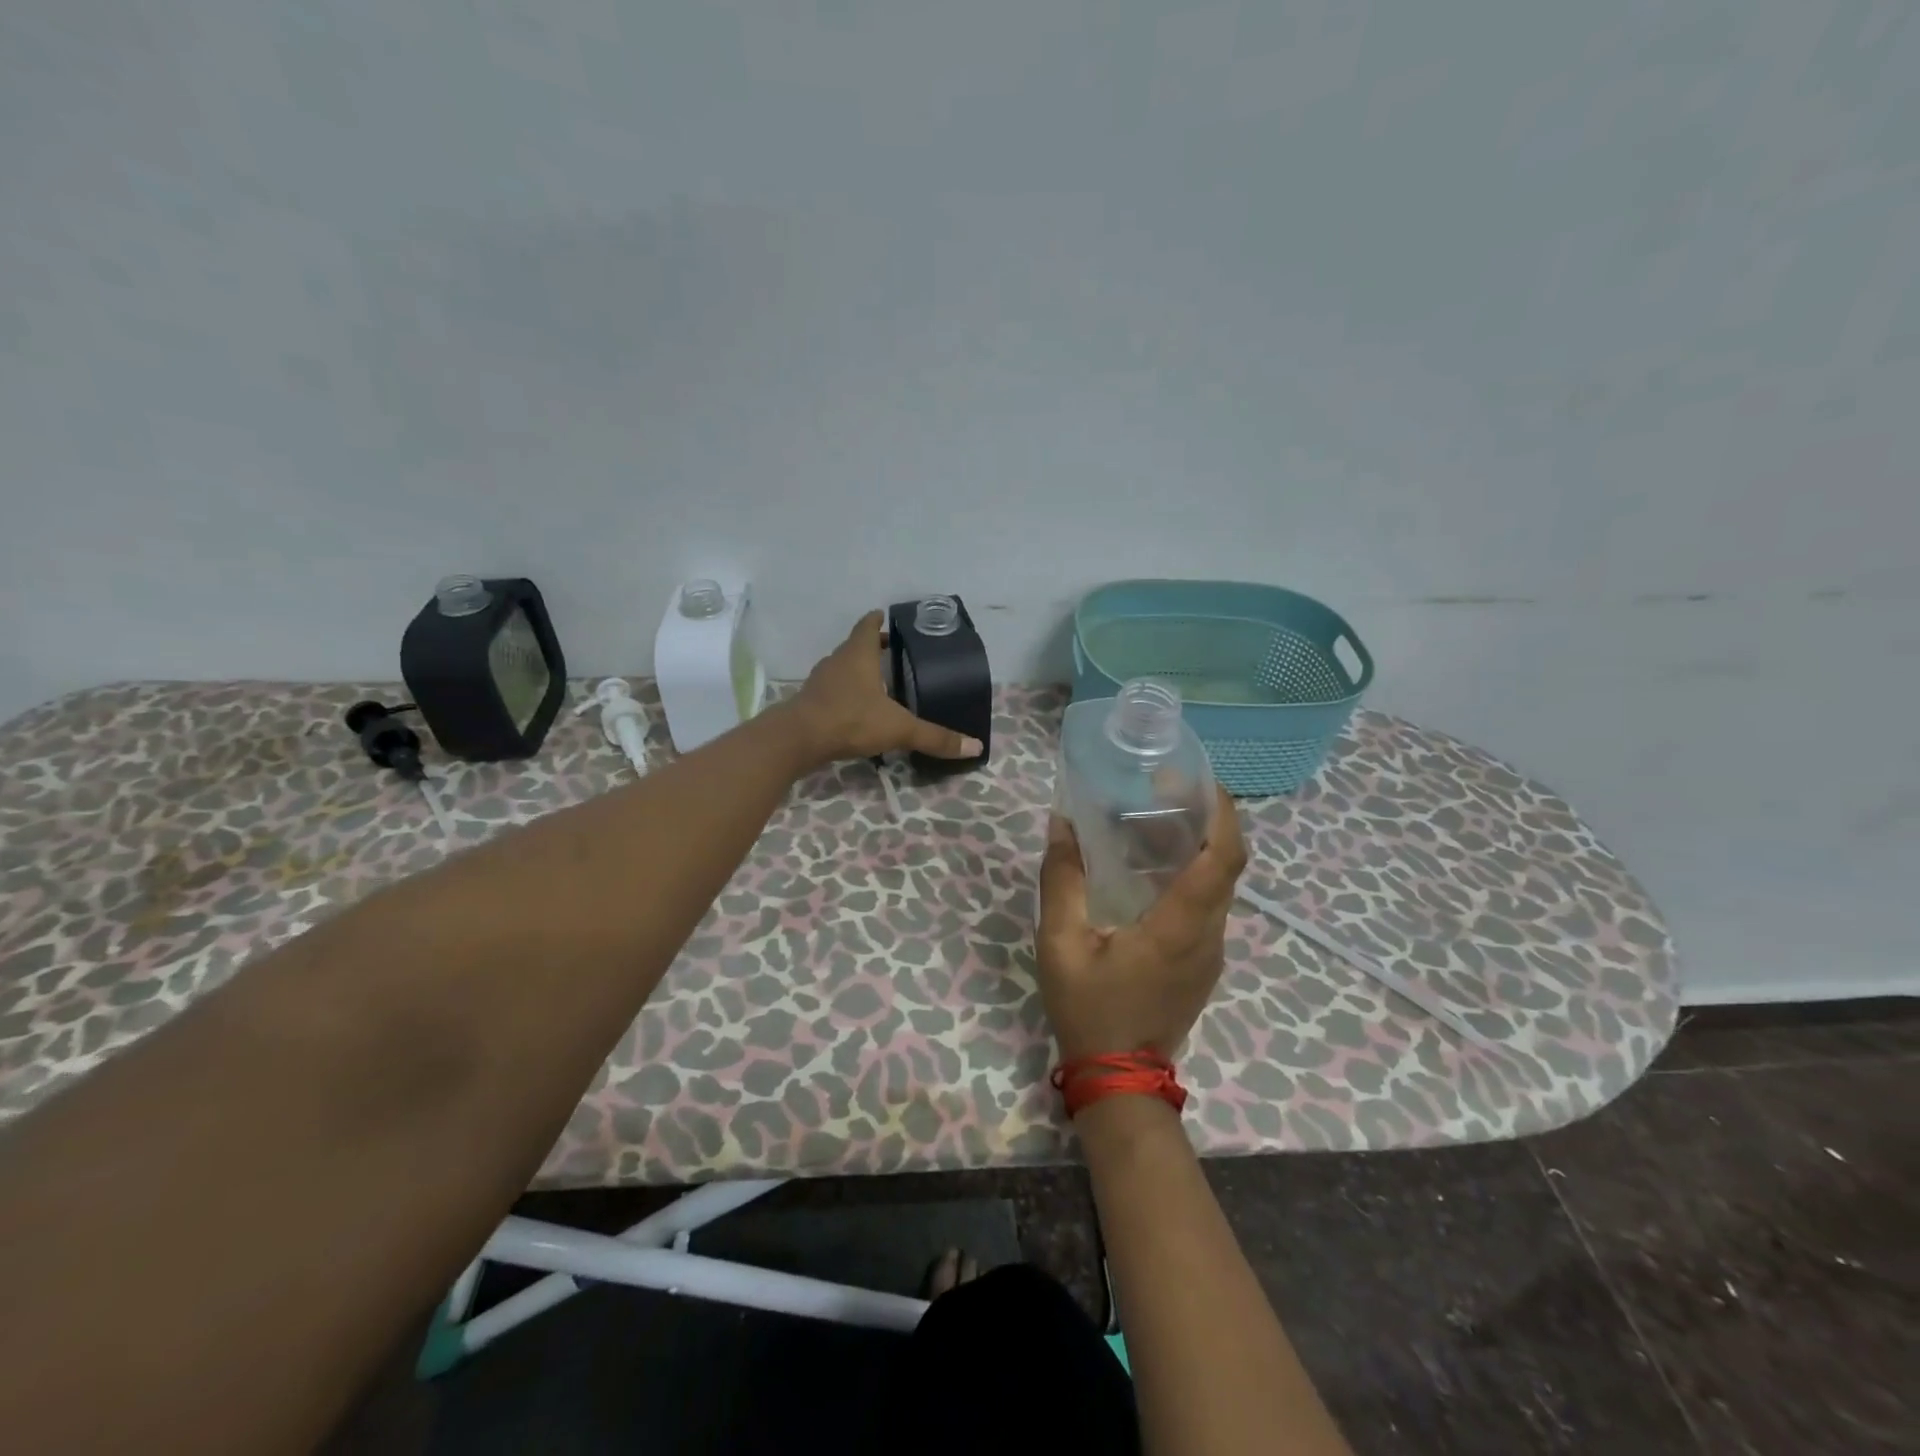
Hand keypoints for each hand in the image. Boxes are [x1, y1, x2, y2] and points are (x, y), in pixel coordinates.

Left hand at [786, 611, 983, 766]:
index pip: (869, 626)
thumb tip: (975, 747)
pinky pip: (832, 690)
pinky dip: (846, 693)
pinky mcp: (810, 702)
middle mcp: (838, 661)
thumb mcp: (899, 728)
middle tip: (894, 654)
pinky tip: (857, 710)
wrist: (798, 739)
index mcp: (859, 654)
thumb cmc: (850, 719)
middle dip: (873, 648)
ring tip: (879, 683)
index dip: (879, 621)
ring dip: (858, 672)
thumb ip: (935, 737)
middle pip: (856, 646)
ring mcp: (821, 681)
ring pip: (842, 668)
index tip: (888, 618)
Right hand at [1035, 785, 1246, 1060]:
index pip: (1224, 857)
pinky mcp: (1203, 961)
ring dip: (1196, 846)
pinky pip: (1207, 904)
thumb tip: (1062, 823)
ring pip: (1218, 884)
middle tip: (1164, 791)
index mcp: (1181, 925)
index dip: (1223, 812)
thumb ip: (1062, 881)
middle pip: (1226, 863)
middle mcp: (1209, 933)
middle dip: (1205, 819)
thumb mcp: (1061, 944)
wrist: (1120, 1079)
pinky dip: (1189, 873)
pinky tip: (1149, 869)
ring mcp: (1211, 951)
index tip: (1199, 780)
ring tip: (1150, 821)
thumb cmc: (1091, 1009)